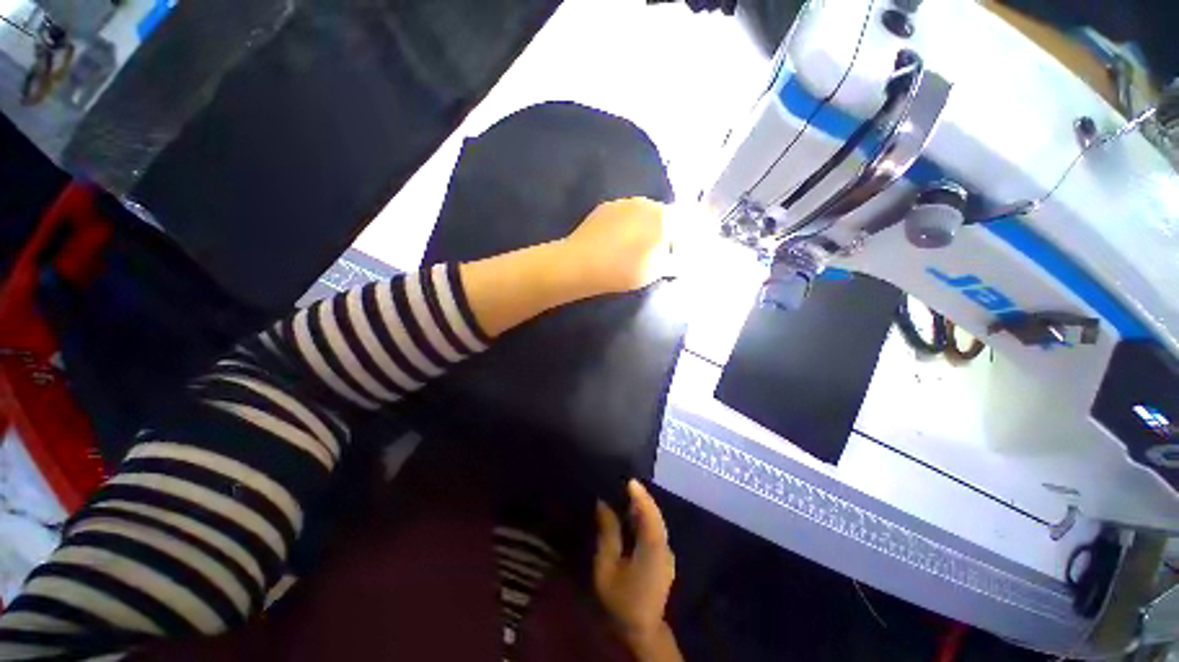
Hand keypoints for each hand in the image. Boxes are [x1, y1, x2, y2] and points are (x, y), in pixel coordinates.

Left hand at [560, 198, 671, 296]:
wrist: (582, 264)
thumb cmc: (624, 269)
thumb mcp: (656, 271)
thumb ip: (673, 260)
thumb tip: (675, 256)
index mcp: (662, 216)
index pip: (682, 221)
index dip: (680, 239)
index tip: (672, 255)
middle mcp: (644, 202)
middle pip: (661, 215)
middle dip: (661, 232)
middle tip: (654, 253)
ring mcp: (622, 202)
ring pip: (640, 214)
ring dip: (642, 228)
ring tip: (632, 248)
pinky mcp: (603, 208)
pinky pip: (622, 215)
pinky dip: (624, 226)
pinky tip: (615, 243)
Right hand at [594, 480, 678, 658]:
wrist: (641, 629)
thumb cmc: (620, 600)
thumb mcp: (606, 568)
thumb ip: (607, 534)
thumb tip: (603, 504)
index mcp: (652, 550)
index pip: (650, 516)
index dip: (641, 496)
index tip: (630, 480)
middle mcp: (664, 548)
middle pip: (656, 516)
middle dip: (642, 498)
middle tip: (626, 483)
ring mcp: (667, 554)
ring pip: (657, 522)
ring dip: (644, 507)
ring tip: (627, 493)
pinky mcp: (665, 558)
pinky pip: (656, 530)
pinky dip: (645, 518)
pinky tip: (633, 514)